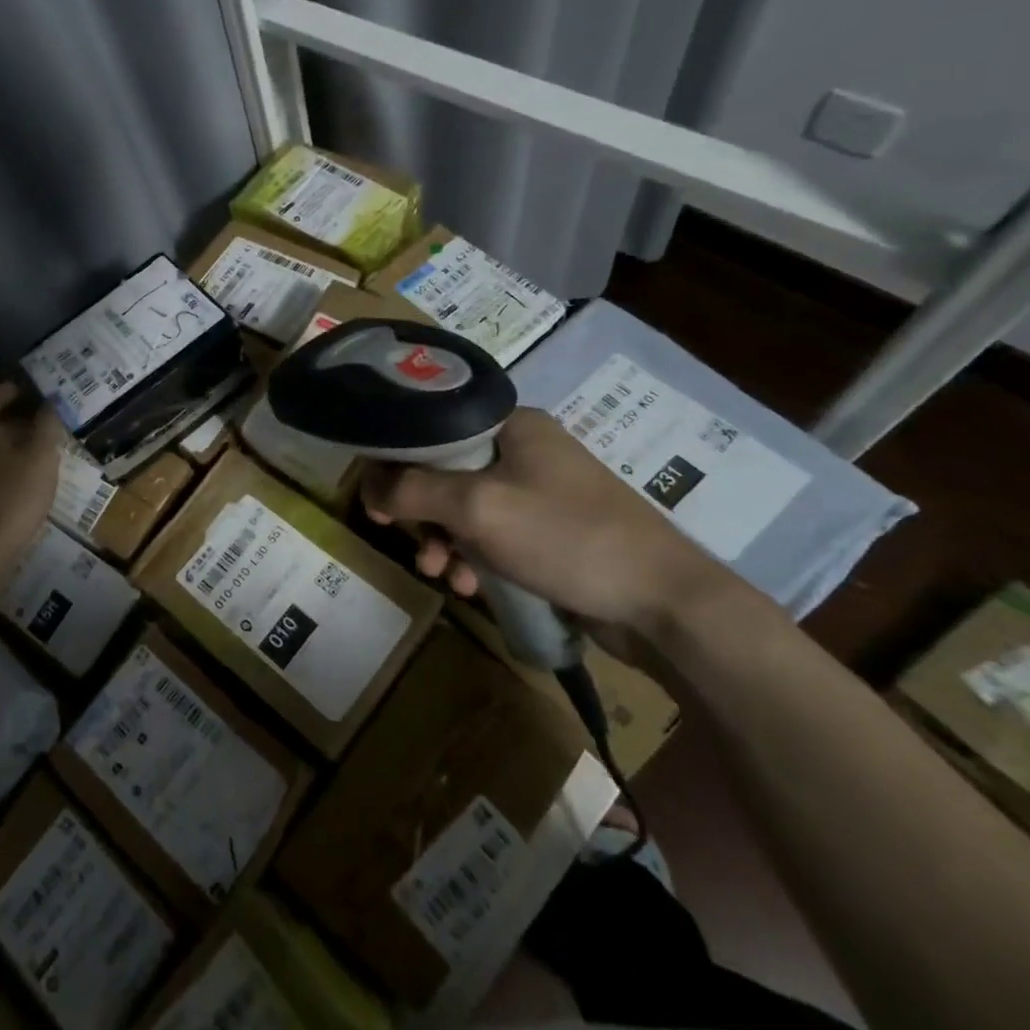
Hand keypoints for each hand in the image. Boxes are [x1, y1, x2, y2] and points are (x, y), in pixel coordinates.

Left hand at [0, 382, 65, 558]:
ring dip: (14, 448)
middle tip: (42, 422)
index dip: (4, 392)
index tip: (24, 389)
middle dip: (14, 421)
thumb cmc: (13, 495)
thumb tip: (51, 400)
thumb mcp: (40, 456)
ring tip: (43, 453)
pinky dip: (10, 472)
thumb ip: (47, 425)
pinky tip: (30, 485)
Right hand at [360, 407, 726, 632]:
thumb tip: (365, 484)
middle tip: (410, 544)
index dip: (397, 462)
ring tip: (443, 576)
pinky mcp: (551, 532)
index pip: (432, 429)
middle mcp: (525, 450)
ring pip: (467, 510)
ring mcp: (541, 492)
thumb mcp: (477, 507)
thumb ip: (412, 490)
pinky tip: (473, 589)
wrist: (664, 603)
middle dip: (423, 514)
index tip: (377, 500)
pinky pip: (494, 536)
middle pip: (445, 472)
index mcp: (512, 425)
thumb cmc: (565, 537)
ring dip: (446, 543)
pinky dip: (476, 559)